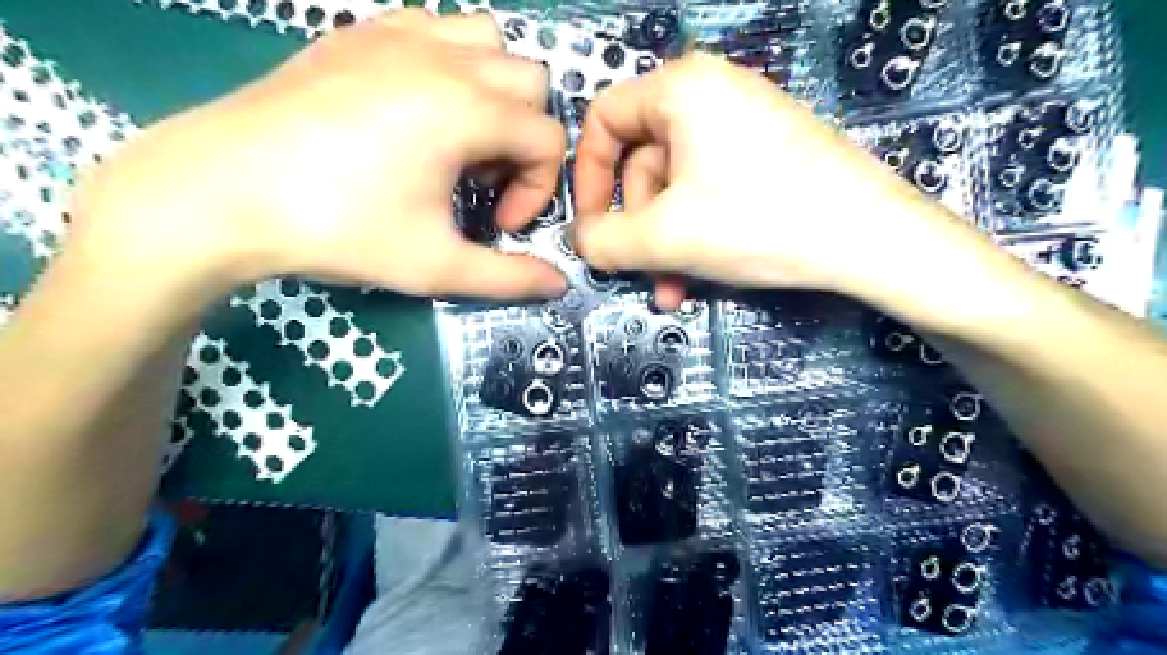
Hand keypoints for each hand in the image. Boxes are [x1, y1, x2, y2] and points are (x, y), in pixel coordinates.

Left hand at [68, 9, 566, 298]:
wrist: (220, 193)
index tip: (500, 223)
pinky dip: (450, 63)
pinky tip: (418, 108)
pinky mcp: (359, 33)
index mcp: (467, 110)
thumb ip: (509, 278)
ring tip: (459, 139)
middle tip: (482, 183)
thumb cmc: (339, 229)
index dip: (539, 189)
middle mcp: (443, 59)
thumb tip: (560, 285)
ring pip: (488, 41)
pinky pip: (434, 28)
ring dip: (495, 92)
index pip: (548, 139)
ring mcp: (398, 36)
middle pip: (531, 83)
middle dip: (524, 138)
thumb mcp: (436, 266)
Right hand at [574, 51, 967, 309]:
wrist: (872, 239)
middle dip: (637, 227)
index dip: (588, 179)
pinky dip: (695, 232)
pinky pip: (709, 189)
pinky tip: (699, 275)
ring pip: (676, 186)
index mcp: (680, 88)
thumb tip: (580, 239)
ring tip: (672, 288)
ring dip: (665, 242)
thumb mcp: (664, 237)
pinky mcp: (767, 152)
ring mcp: (744, 122)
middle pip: (642, 162)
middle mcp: (711, 92)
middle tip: (642, 272)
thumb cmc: (758, 222)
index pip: (603, 121)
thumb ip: (603, 240)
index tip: (592, 227)